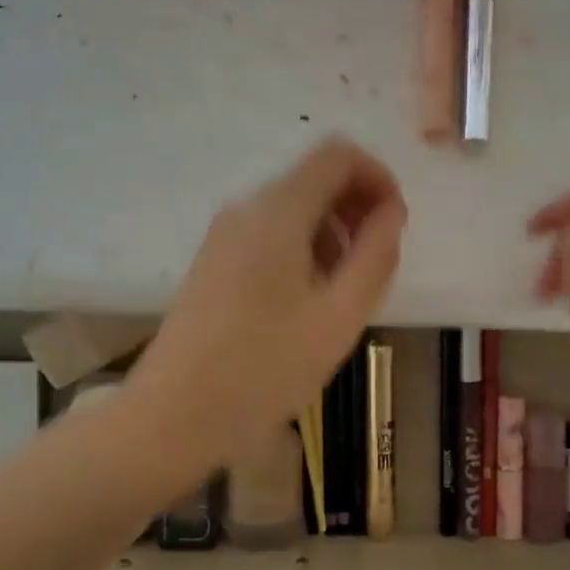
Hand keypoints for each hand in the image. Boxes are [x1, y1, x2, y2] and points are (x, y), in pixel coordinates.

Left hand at [128, 138, 406, 474]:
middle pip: (315, 178)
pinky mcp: (214, 260)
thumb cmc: (265, 367)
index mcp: (278, 210)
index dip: (378, 178)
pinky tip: (308, 301)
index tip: (395, 226)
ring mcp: (224, 234)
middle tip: (375, 265)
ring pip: (294, 209)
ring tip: (344, 292)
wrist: (174, 414)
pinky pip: (270, 233)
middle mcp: (247, 208)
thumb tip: (390, 213)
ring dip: (332, 233)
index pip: (338, 154)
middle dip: (357, 208)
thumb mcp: (339, 316)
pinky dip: (303, 249)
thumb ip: (375, 256)